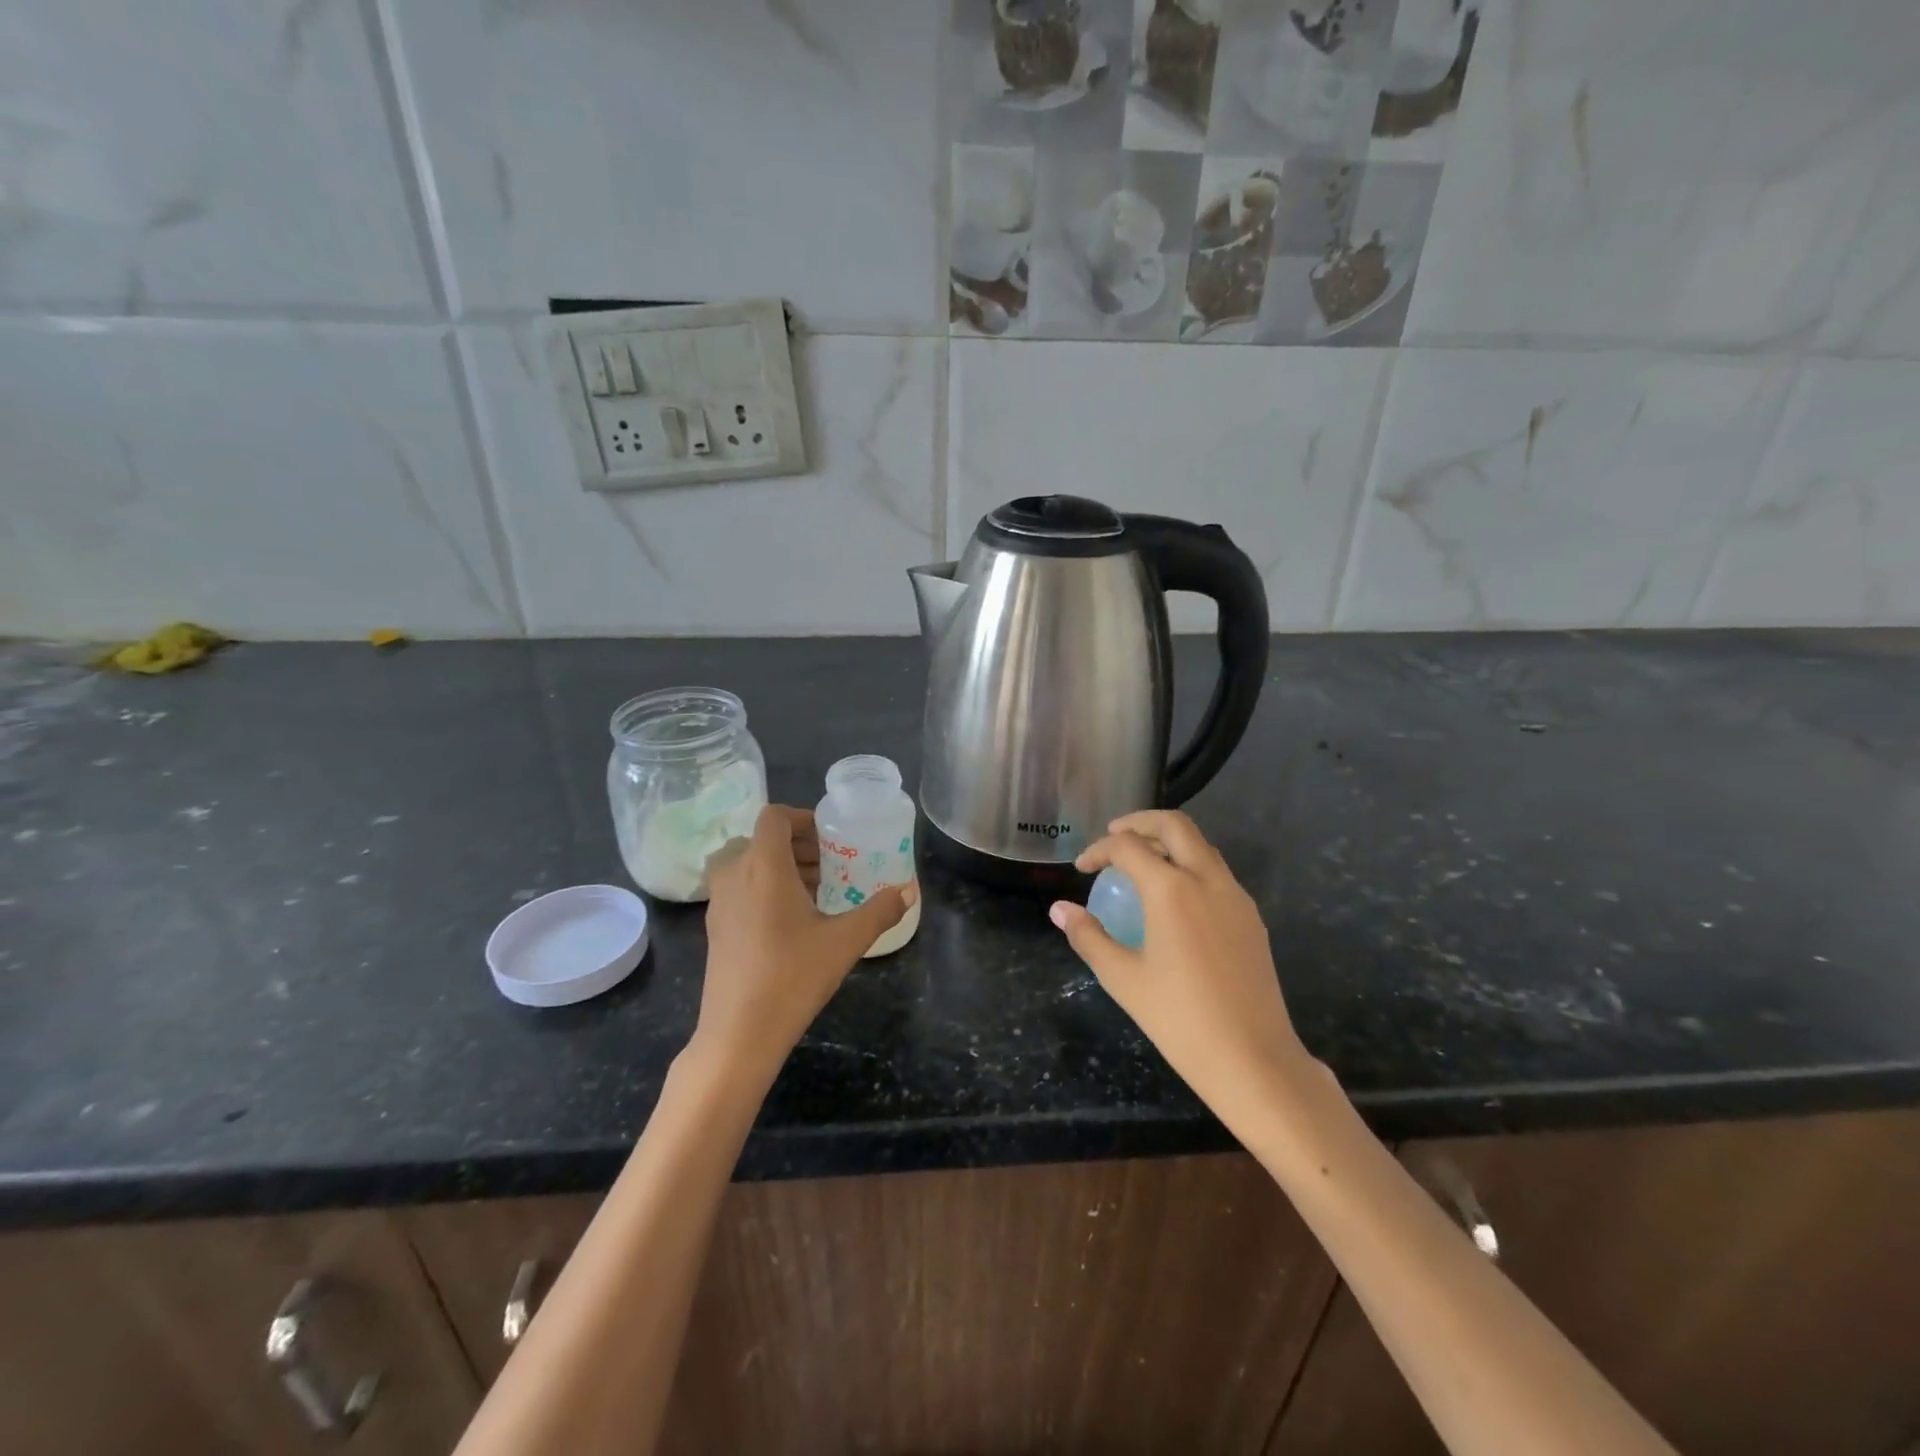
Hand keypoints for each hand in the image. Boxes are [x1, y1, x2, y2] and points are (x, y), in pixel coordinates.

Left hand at [696, 805, 915, 1082]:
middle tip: (831, 865)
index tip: (831, 838)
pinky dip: (764, 887)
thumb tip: (909, 891)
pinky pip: (739, 888)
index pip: (774, 816)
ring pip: (749, 864)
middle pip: (762, 839)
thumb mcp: (845, 941)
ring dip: (781, 866)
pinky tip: (792, 921)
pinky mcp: (714, 927)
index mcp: (763, 866)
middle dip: (798, 845)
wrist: (738, 1034)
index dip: (802, 818)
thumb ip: (880, 911)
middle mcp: (734, 875)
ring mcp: (718, 902)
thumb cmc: (793, 977)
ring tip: (816, 891)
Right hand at [1049, 810, 1307, 1114]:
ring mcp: (1236, 896)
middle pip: (1175, 825)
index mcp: (1172, 889)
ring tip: (1141, 864)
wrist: (1254, 1060)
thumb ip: (1088, 936)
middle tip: (1114, 836)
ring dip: (1168, 842)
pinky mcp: (1251, 917)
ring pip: (1201, 846)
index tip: (1082, 868)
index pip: (1128, 846)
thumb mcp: (1123, 978)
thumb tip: (1059, 909)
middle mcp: (1207, 879)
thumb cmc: (1180, 1020)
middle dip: (1140, 822)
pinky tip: (1174, 899)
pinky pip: (1217, 872)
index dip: (1099, 850)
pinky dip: (1190, 865)